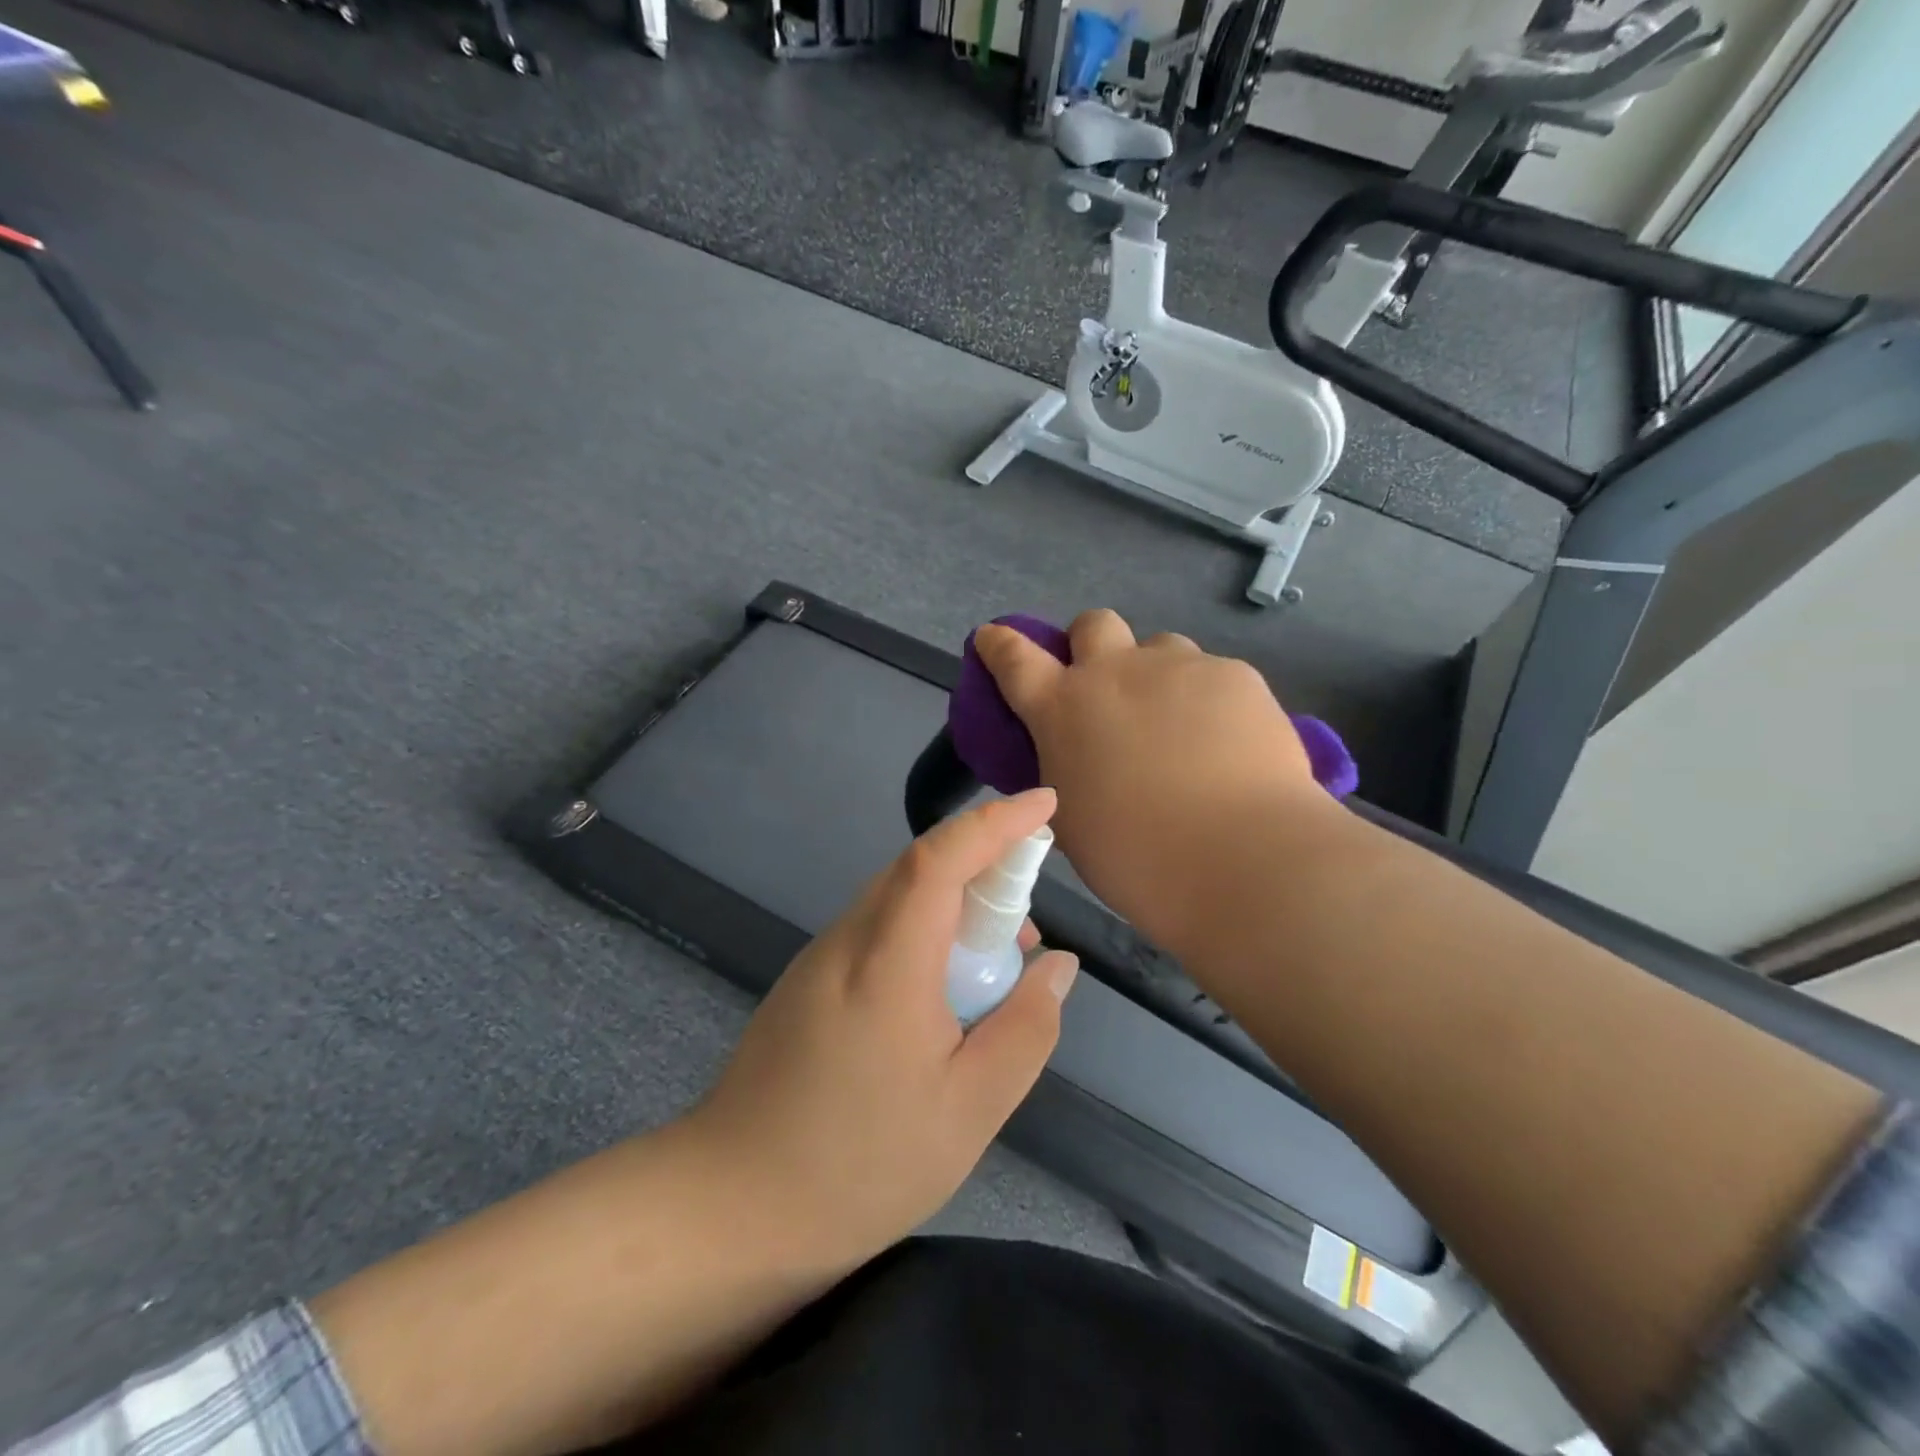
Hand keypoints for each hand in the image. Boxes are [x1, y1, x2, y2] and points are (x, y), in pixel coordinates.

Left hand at [684, 790, 1078, 1272]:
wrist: (732, 1207)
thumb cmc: (860, 1164)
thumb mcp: (970, 1110)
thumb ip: (1025, 1028)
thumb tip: (1057, 964)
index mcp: (887, 963)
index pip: (941, 858)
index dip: (996, 822)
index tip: (1045, 804)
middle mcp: (848, 940)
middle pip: (920, 869)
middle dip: (984, 869)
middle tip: (1026, 928)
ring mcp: (820, 957)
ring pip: (899, 899)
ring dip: (954, 908)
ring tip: (992, 970)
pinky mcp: (809, 979)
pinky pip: (879, 929)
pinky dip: (923, 934)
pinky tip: (941, 996)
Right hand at [974, 611, 1334, 948]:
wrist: (1238, 858)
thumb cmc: (1135, 857)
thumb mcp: (1071, 817)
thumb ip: (1066, 769)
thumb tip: (1081, 756)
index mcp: (1062, 709)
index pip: (1014, 658)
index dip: (999, 644)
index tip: (992, 636)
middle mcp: (1115, 672)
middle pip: (1093, 624)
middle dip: (1091, 643)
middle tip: (1109, 686)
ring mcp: (1178, 667)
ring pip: (1160, 646)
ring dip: (1157, 674)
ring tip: (1180, 724)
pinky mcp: (1235, 675)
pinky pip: (1213, 675)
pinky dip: (1211, 701)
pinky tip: (1229, 744)